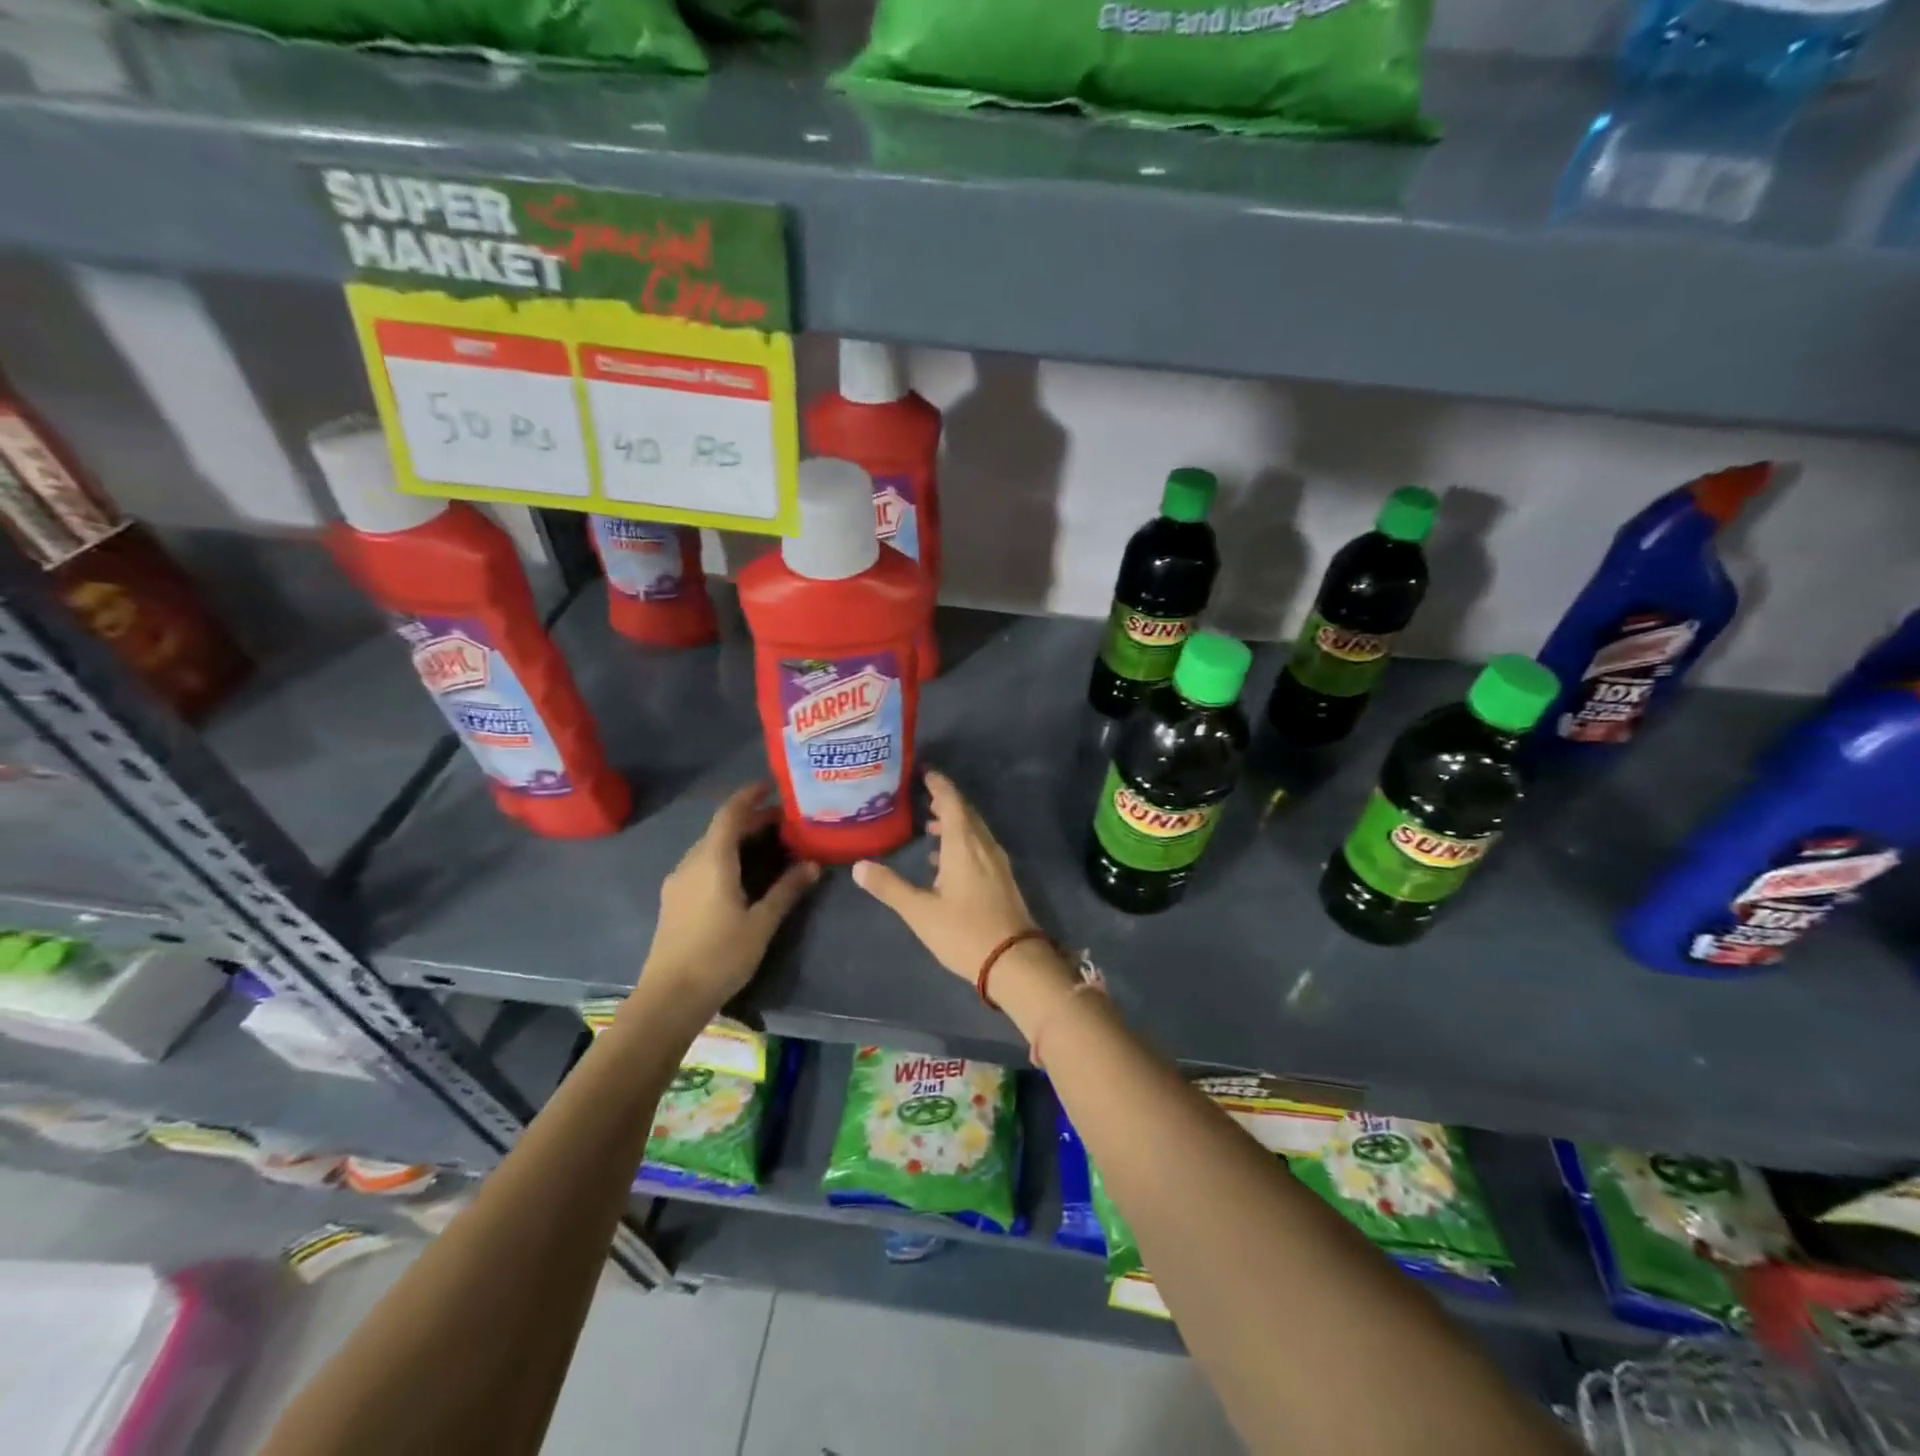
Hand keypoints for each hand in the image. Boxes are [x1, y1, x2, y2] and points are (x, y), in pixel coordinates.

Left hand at [639, 782, 819, 1011]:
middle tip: (784, 822)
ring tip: (769, 846)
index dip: (749, 796)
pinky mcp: (675, 901)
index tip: (771, 786)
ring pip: (710, 848)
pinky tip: (743, 875)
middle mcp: (691, 863)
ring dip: (737, 840)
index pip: (730, 814)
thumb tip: (812, 864)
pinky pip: (702, 865)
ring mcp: (678, 882)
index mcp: (712, 861)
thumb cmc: (719, 956)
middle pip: (720, 829)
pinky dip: (725, 858)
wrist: (669, 998)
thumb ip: (786, 890)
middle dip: (750, 821)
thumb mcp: (761, 923)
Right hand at [852, 770, 1038, 980]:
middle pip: (965, 814)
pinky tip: (946, 861)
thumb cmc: (964, 932)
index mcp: (964, 845)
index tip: (925, 773)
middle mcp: (984, 846)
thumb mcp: (920, 911)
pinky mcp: (1002, 880)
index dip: (939, 785)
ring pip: (974, 832)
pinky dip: (962, 843)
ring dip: (954, 824)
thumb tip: (859, 866)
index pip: (952, 803)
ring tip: (929, 827)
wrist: (1014, 961)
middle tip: (923, 797)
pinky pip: (980, 848)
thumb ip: (890, 887)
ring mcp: (997, 863)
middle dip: (945, 802)